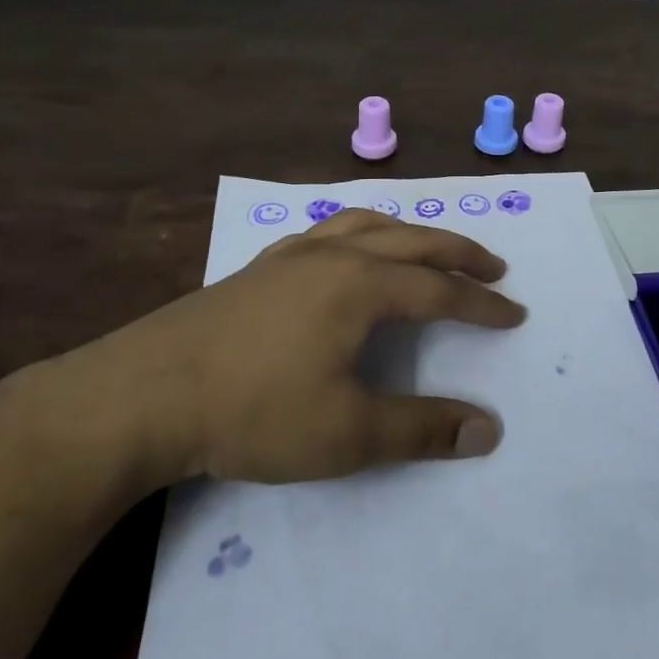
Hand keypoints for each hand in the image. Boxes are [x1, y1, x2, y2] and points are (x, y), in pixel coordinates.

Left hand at [62, 209, 525, 486]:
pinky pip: (328, 230)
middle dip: (459, 253)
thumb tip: (488, 430)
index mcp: (362, 285)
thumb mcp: (348, 433)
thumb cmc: (254, 411)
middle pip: (413, 241)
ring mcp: (294, 254)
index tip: (515, 315)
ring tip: (429, 246)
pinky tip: (349, 250)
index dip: (482, 305)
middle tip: (494, 266)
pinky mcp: (261, 266)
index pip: (440, 290)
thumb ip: (422, 429)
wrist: (144, 394)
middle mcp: (335, 255)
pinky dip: (360, 232)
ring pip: (368, 225)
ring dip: (411, 233)